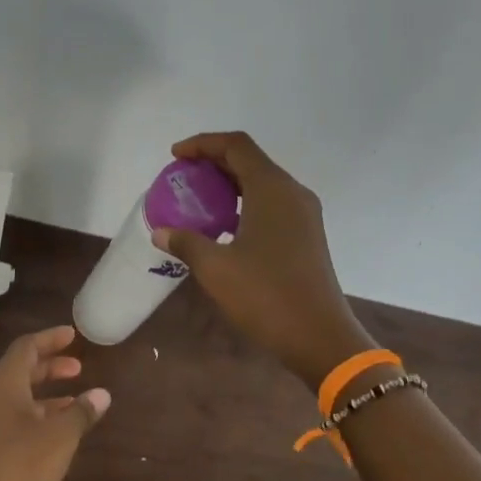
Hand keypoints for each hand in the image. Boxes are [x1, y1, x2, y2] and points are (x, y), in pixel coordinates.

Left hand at [0, 326, 109, 480]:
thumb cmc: (17, 467)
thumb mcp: (58, 438)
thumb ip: (81, 413)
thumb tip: (102, 393)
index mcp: (2, 385)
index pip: (25, 348)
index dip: (50, 338)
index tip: (73, 335)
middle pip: (19, 372)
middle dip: (49, 367)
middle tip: (77, 368)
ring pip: (16, 401)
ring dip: (44, 397)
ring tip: (74, 402)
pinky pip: (12, 425)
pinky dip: (36, 420)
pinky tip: (55, 438)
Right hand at [152, 131, 376, 383]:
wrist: (319, 336)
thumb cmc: (266, 296)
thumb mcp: (215, 269)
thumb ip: (186, 242)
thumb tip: (161, 232)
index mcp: (272, 189)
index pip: (236, 145)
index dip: (203, 144)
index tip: (175, 156)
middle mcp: (292, 193)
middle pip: (250, 160)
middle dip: (214, 163)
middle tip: (182, 178)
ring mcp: (304, 215)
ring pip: (262, 183)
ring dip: (229, 185)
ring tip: (198, 200)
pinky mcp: (307, 235)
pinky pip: (272, 204)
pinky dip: (244, 204)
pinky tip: (224, 227)